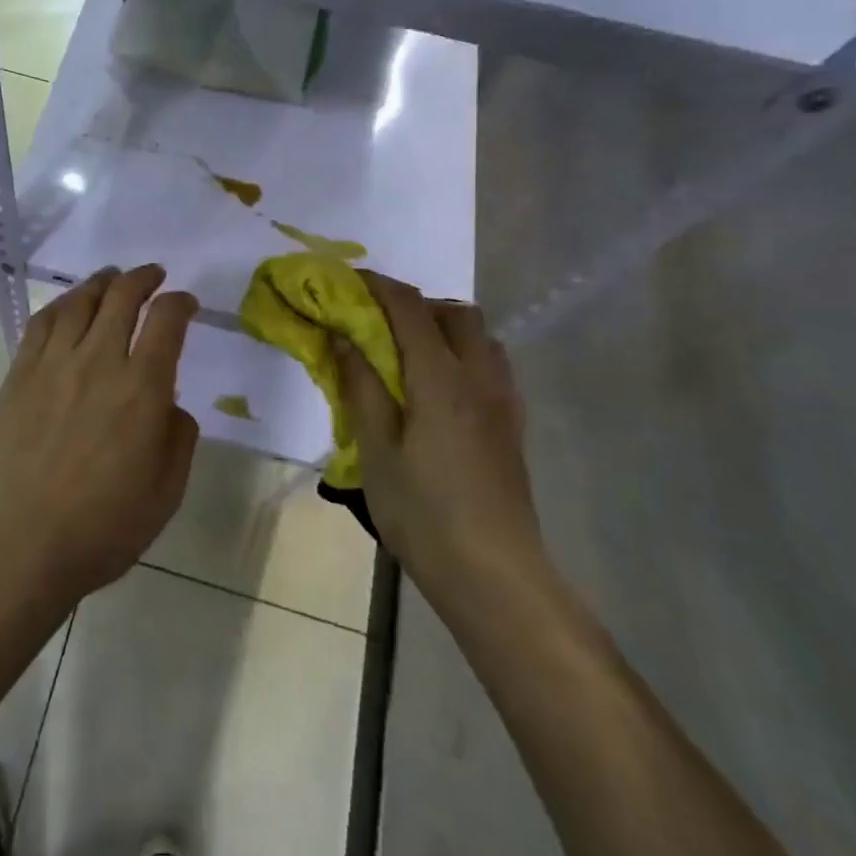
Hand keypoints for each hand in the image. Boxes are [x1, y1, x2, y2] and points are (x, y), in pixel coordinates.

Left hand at [0, 265, 199, 615]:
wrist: (17, 548)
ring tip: (113, 277)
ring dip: (102, 282)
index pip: (167, 321)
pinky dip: (61, 303)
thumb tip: (170, 404)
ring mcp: (52, 365)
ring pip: (80, 302)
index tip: (186, 303)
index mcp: (141, 389)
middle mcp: (98, 362)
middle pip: (122, 297)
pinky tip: (68, 305)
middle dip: (144, 278)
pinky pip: (41, 323)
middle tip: (154, 276)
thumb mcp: (166, 493)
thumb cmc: (101, 529)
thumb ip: (179, 438)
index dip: (181, 303)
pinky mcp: (18, 375)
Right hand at [333, 272, 542, 602]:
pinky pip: (492, 365)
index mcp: (441, 379)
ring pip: (481, 337)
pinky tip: (440, 389)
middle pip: (456, 313)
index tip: (350, 280)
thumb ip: (361, 386)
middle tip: (379, 322)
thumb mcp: (376, 450)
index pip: (410, 309)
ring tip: (409, 353)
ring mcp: (503, 402)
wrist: (494, 574)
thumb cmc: (423, 513)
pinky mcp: (513, 426)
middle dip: (416, 303)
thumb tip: (343, 336)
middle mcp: (479, 378)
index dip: (379, 286)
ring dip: (445, 327)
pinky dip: (464, 354)